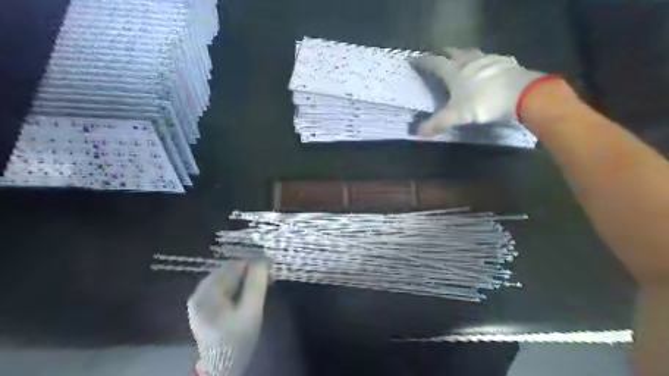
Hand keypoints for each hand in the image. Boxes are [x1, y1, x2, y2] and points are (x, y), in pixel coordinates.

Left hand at [186, 262, 267, 375]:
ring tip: (264, 284)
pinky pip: (225, 287)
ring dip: (247, 278)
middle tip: (270, 278)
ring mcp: (201, 299)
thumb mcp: (251, 311)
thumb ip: (256, 284)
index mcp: (207, 292)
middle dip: (251, 271)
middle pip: (229, 271)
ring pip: (228, 278)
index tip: (271, 267)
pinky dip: (240, 286)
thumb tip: (263, 260)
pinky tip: (252, 292)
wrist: (223, 368)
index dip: (253, 263)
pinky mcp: (206, 306)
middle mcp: (200, 291)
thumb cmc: (237, 340)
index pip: (233, 266)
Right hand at [414, 47, 548, 135]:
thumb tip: (417, 134)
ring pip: (472, 53)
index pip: (435, 63)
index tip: (416, 60)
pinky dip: (482, 62)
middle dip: (444, 54)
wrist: (521, 93)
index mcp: (454, 72)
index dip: (424, 62)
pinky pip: (489, 59)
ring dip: (463, 55)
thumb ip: (437, 124)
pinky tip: (486, 68)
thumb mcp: (456, 116)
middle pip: (453, 52)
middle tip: (438, 56)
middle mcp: (469, 61)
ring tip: (460, 60)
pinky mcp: (505, 62)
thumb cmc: (483, 103)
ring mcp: (488, 59)